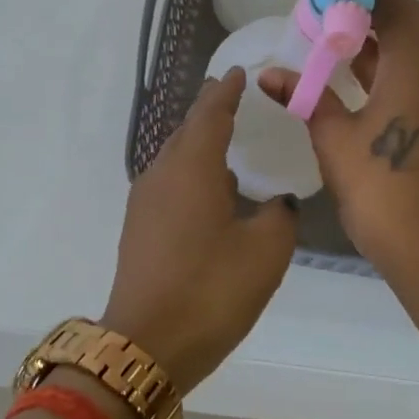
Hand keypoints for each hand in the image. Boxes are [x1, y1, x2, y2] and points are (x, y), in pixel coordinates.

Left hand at [100, 68, 297, 393]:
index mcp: (191, 167)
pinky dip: (192, 174)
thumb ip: (279, 215)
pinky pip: (169, 184)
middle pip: (187, 131)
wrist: (146, 346)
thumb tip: (276, 203)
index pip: (210, 113)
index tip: (239, 73)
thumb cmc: (210, 290)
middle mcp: (161, 174)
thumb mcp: (266, 251)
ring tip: (228, 143)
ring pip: (175, 159)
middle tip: (236, 100)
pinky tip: (211, 192)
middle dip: (210, 113)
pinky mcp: (139, 229)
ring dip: (200, 146)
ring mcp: (144, 202)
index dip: (226, 91)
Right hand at [260, 0, 418, 274]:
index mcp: (416, 66)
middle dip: (374, 7)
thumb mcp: (332, 137)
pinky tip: (361, 71)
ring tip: (339, 38)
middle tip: (330, 15)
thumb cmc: (376, 188)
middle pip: (414, 15)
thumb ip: (305, 95)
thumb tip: (267, 74)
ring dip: (387, 34)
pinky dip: (398, 59)